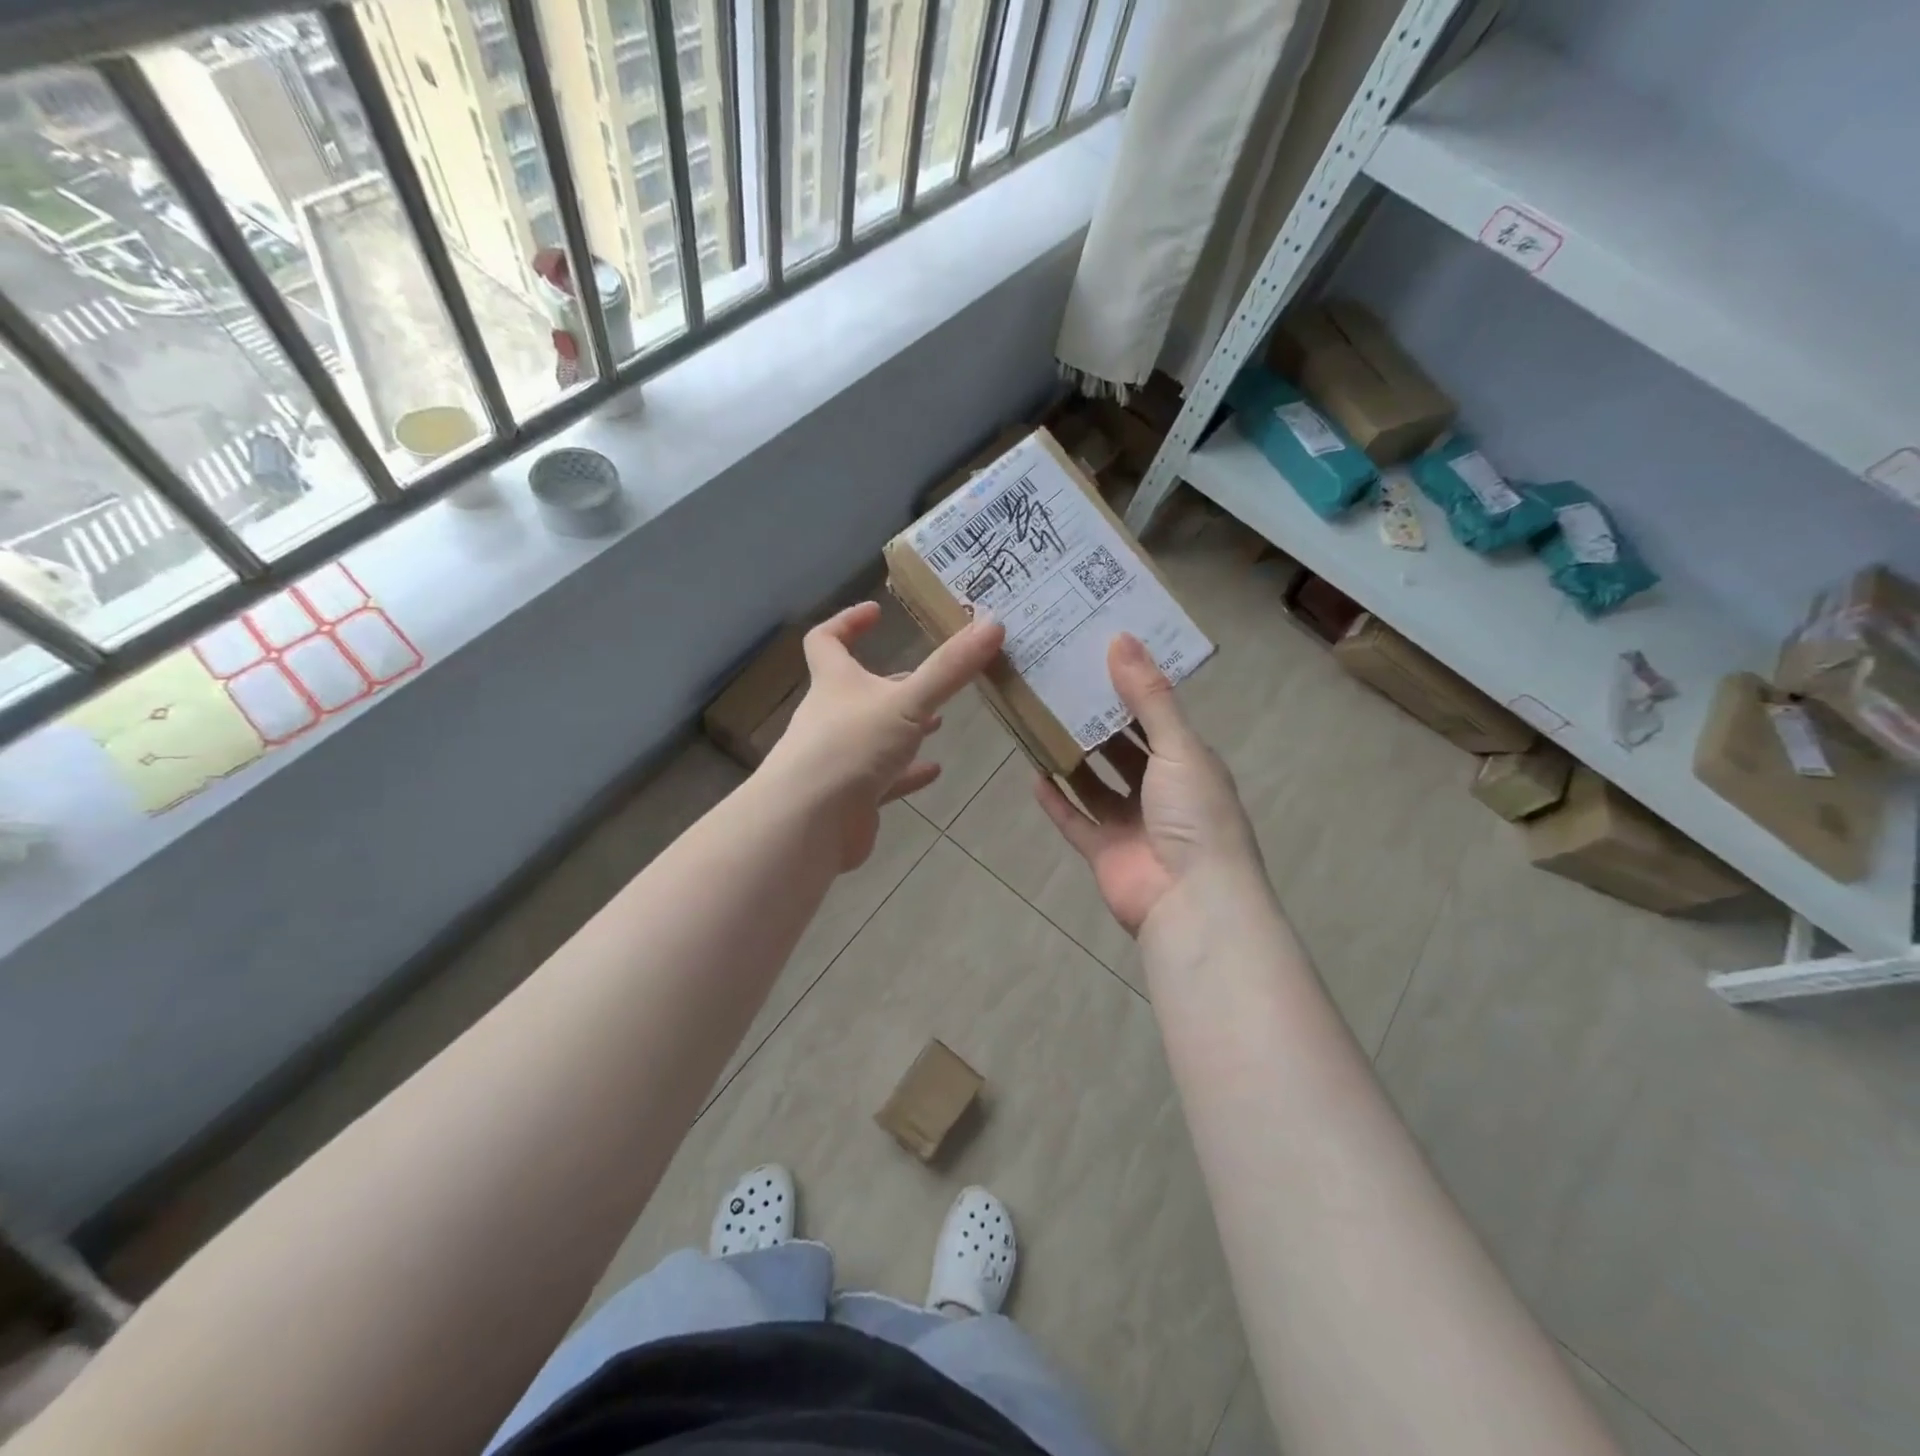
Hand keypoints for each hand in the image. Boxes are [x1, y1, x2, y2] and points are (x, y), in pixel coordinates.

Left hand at [766, 601, 1005, 869]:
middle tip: (929, 678)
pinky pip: (882, 778)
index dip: (847, 621)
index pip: (826, 640)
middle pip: (857, 689)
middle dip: (892, 682)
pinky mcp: (850, 796)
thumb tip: (994, 622)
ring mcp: (839, 758)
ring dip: (903, 728)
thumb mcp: (908, 702)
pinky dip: (906, 773)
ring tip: (938, 722)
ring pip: (873, 735)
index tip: (876, 610)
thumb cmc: (852, 747)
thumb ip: (950, 669)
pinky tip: (933, 771)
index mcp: (835, 683)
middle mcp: (831, 716)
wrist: (810, 823)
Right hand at [1035, 634, 1260, 936]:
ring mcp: (1131, 824)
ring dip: (1072, 759)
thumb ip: (1148, 697)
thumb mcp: (1178, 747)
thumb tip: (1121, 638)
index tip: (1095, 659)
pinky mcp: (1105, 851)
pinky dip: (1056, 800)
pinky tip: (1033, 774)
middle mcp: (1161, 791)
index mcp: (1188, 764)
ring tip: (1039, 724)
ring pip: (1095, 784)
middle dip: (1095, 723)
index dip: (1128, 690)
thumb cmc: (1195, 816)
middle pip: (1122, 750)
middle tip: (1058, 687)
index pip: (1155, 718)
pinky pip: (1075, 820)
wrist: (1192, 902)